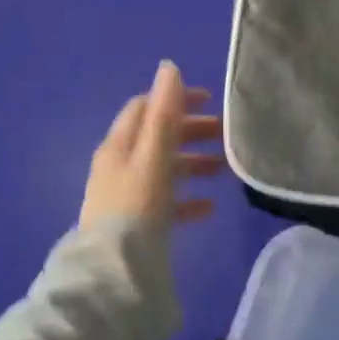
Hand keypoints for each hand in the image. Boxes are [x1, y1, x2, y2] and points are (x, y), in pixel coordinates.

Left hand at [81, 61, 222, 231]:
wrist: (114, 273)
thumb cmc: (136, 206)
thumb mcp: (153, 155)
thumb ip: (163, 113)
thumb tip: (169, 67)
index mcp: (120, 144)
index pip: (146, 107)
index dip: (176, 99)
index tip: (210, 101)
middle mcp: (120, 165)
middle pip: (157, 137)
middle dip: (190, 131)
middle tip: (224, 133)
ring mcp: (127, 195)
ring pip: (164, 169)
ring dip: (193, 163)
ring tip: (223, 169)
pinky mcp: (136, 224)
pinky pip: (165, 203)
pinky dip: (187, 199)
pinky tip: (210, 207)